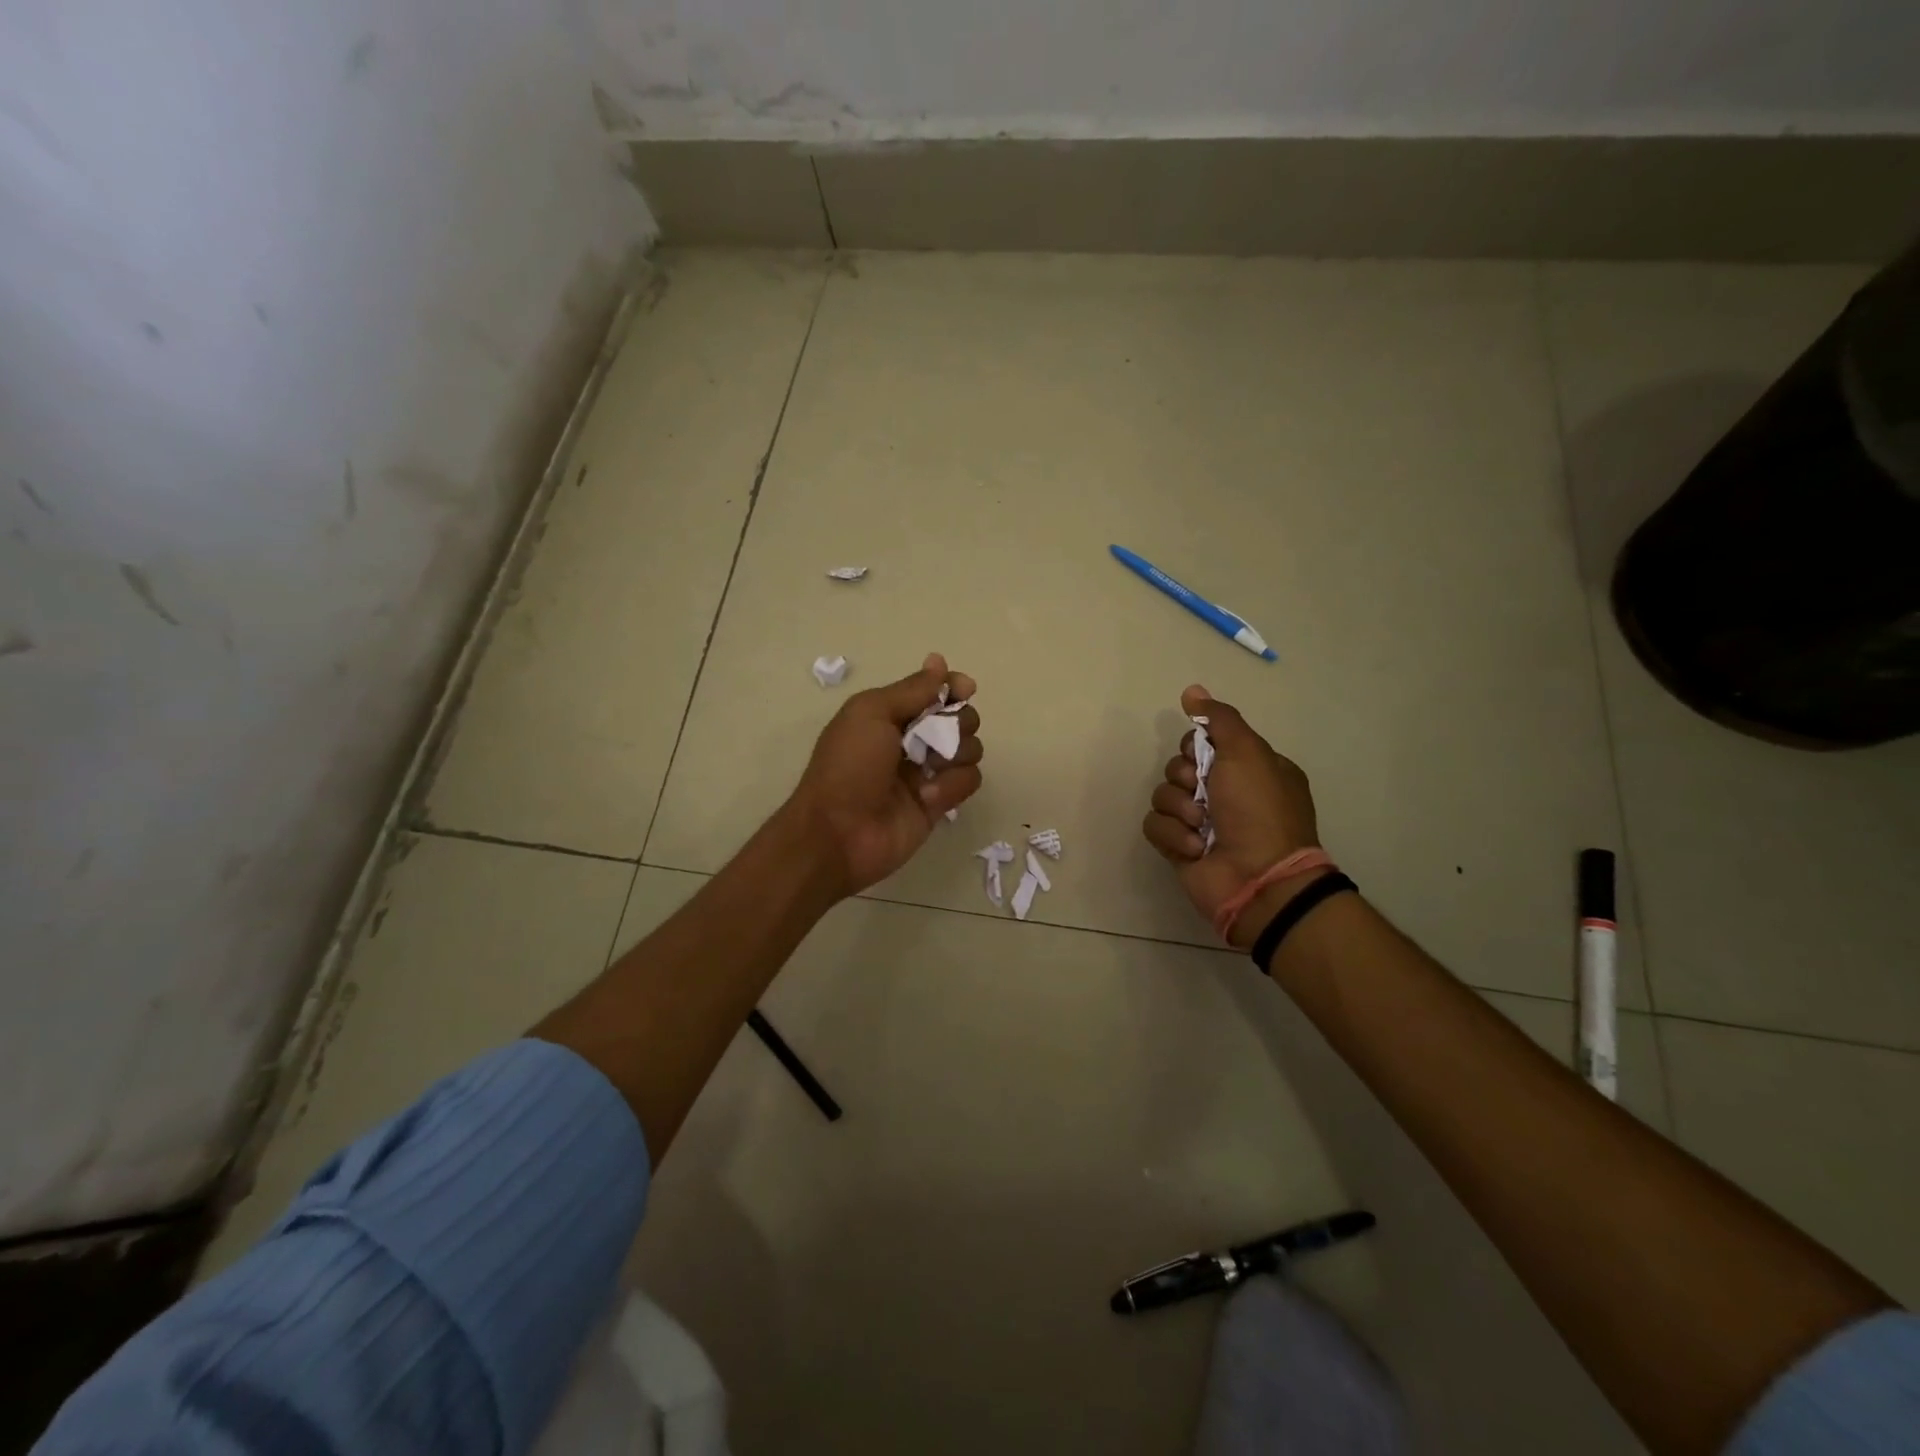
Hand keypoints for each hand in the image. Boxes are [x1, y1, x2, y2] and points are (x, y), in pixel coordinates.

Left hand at [788, 653, 983, 896]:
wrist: (839, 833)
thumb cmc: (849, 766)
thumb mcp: (872, 713)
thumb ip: (912, 689)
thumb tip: (939, 661)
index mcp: (889, 714)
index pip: (934, 691)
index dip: (953, 687)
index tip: (965, 689)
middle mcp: (911, 740)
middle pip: (959, 718)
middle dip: (959, 721)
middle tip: (940, 735)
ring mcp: (927, 773)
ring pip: (969, 749)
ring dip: (958, 753)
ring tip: (932, 768)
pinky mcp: (939, 803)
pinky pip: (968, 781)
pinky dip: (953, 785)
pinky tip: (928, 797)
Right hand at [1142, 685, 1320, 947]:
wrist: (1257, 878)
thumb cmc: (1258, 810)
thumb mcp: (1247, 752)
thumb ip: (1218, 719)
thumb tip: (1191, 691)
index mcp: (1246, 768)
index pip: (1200, 742)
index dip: (1195, 747)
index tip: (1204, 757)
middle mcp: (1223, 792)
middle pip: (1177, 766)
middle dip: (1184, 779)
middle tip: (1203, 794)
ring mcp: (1199, 822)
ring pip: (1162, 795)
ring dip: (1180, 810)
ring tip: (1200, 827)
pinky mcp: (1179, 847)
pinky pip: (1154, 826)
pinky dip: (1172, 835)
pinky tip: (1194, 848)